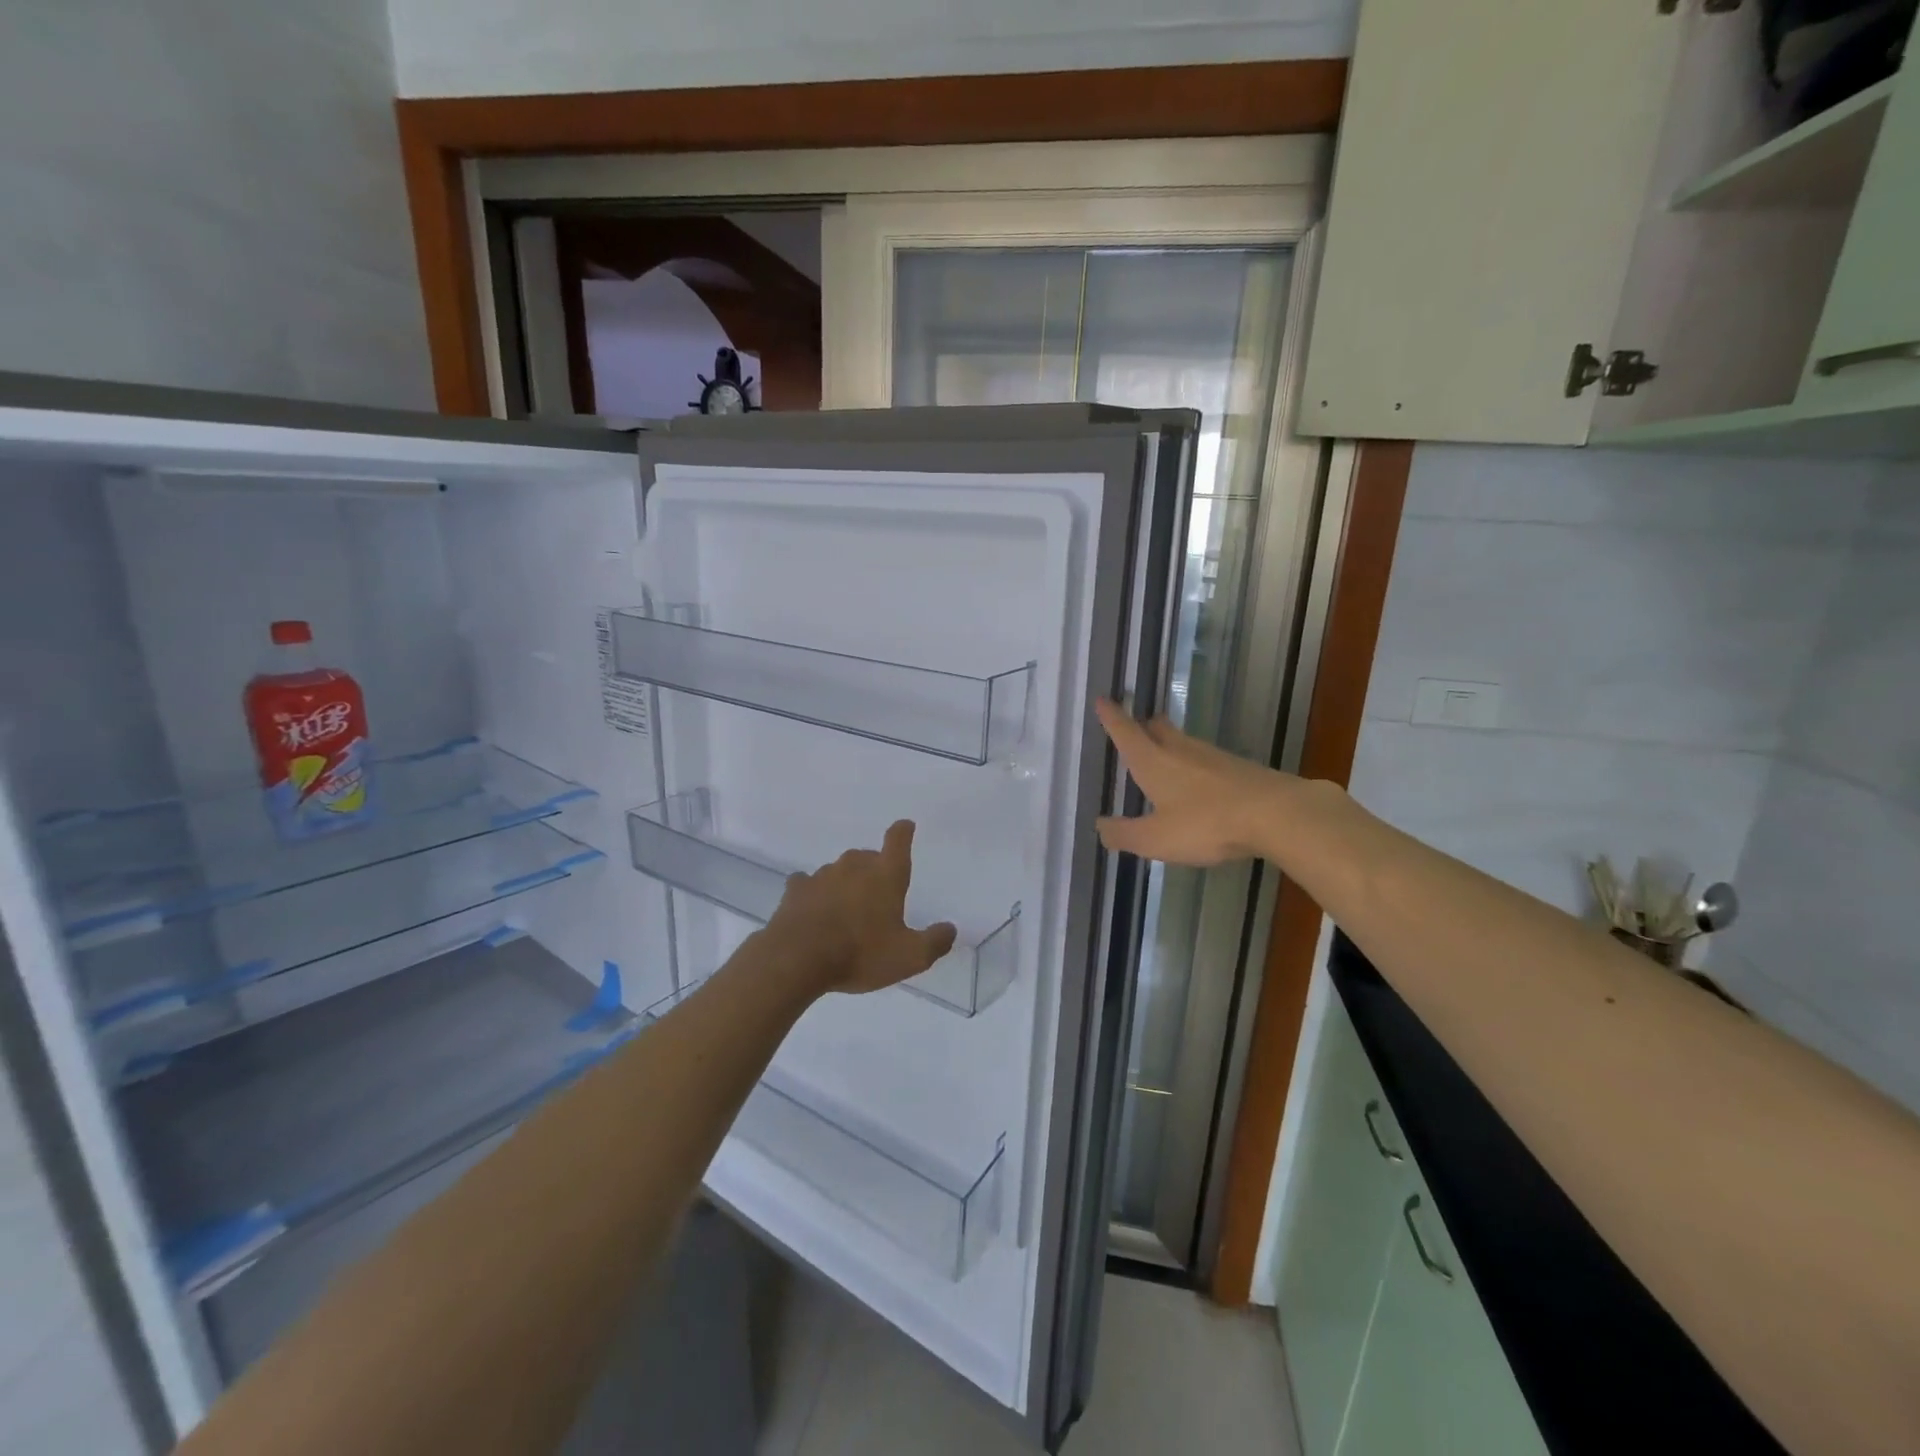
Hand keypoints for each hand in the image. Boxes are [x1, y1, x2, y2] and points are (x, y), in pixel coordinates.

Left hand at [765, 820, 958, 995]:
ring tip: (846, 913)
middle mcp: (855, 866)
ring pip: (839, 871)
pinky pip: (808, 883)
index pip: (898, 839)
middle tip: (877, 898)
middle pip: (868, 857)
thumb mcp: (909, 957)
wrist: (797, 959)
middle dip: (874, 871)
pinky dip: (814, 893)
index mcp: (886, 875)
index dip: (903, 832)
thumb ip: (934, 942)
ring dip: (845, 885)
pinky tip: (813, 909)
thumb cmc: (860, 953)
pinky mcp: (796, 889)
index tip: (906, 827)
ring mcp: (822, 874)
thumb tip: (950, 929)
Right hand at [1094, 698, 1287, 865]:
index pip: (1126, 732)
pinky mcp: (1239, 767)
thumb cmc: (1206, 823)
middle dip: (1143, 725)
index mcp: (1153, 762)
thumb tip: (1099, 827)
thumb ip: (1125, 834)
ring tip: (1163, 754)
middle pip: (1158, 728)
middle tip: (1136, 726)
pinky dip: (1194, 765)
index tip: (1103, 699)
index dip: (1112, 717)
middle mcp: (1180, 750)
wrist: (1277, 814)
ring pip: (1183, 742)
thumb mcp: (1156, 838)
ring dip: (1169, 743)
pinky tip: (1199, 782)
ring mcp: (1213, 756)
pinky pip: (1207, 760)